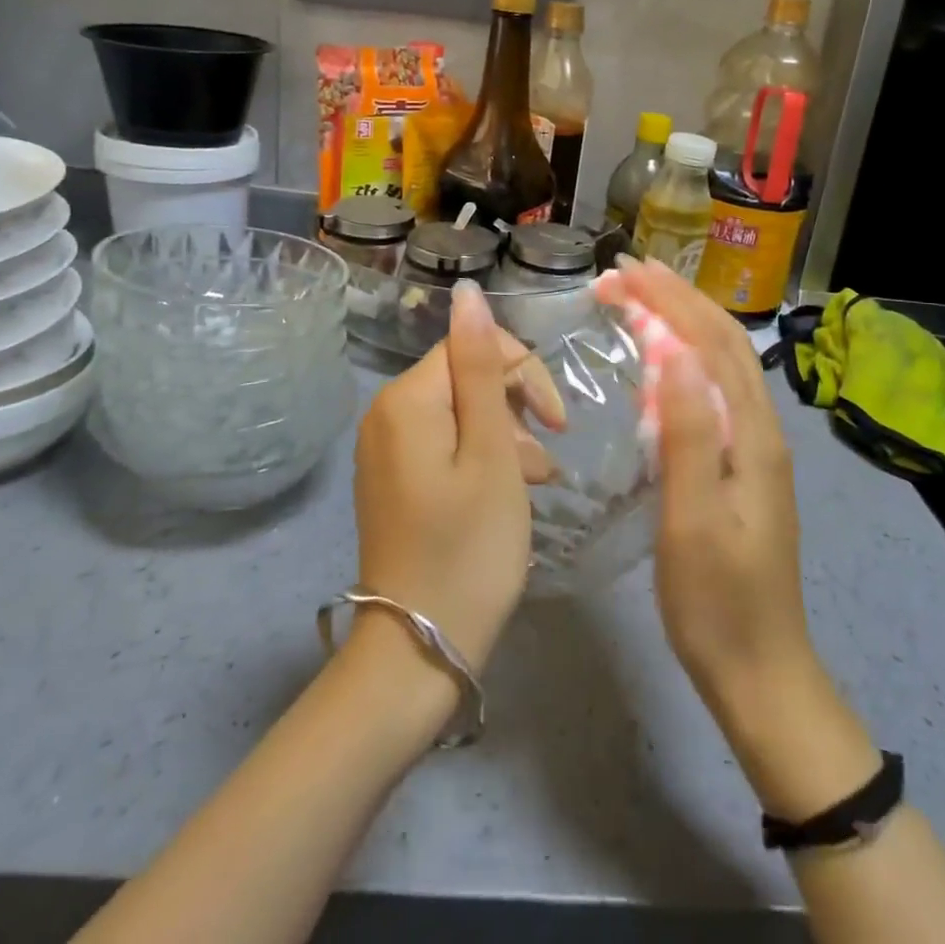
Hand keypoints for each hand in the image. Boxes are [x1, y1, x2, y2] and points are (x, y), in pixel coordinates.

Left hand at [351, 279, 563, 673]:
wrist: (418, 652)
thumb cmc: (468, 549)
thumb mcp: (491, 453)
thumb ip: (482, 368)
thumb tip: (468, 292)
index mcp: (407, 399)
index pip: (473, 346)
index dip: (523, 374)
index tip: (558, 422)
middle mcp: (387, 413)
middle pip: (466, 378)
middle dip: (516, 406)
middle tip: (547, 460)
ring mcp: (387, 449)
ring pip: (462, 414)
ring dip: (507, 437)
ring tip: (537, 483)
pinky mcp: (395, 480)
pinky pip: (446, 446)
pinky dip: (482, 460)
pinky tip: (512, 493)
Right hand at [597, 259, 816, 720]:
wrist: (760, 671)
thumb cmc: (717, 600)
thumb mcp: (695, 519)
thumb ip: (688, 433)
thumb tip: (672, 350)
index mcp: (750, 434)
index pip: (710, 342)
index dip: (668, 299)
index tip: (623, 269)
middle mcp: (759, 428)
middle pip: (721, 341)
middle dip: (675, 297)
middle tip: (624, 271)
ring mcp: (754, 447)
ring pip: (721, 362)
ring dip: (683, 320)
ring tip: (641, 296)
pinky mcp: (741, 465)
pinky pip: (714, 390)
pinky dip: (686, 356)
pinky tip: (662, 361)